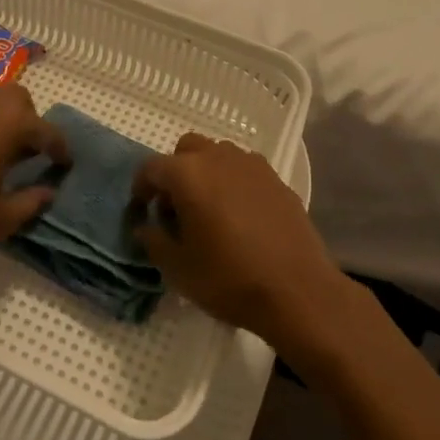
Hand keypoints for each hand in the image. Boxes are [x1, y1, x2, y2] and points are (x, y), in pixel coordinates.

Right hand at [132, 133, 342, 344]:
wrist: (297, 290)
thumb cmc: (229, 278)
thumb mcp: (178, 269)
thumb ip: (154, 241)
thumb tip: (146, 226)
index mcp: (188, 174)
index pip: (152, 167)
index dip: (141, 188)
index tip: (142, 212)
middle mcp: (218, 157)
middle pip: (187, 149)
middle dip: (175, 172)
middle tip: (175, 208)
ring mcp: (251, 164)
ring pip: (217, 154)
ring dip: (205, 173)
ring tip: (208, 210)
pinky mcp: (276, 178)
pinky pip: (243, 169)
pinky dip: (233, 182)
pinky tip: (239, 216)